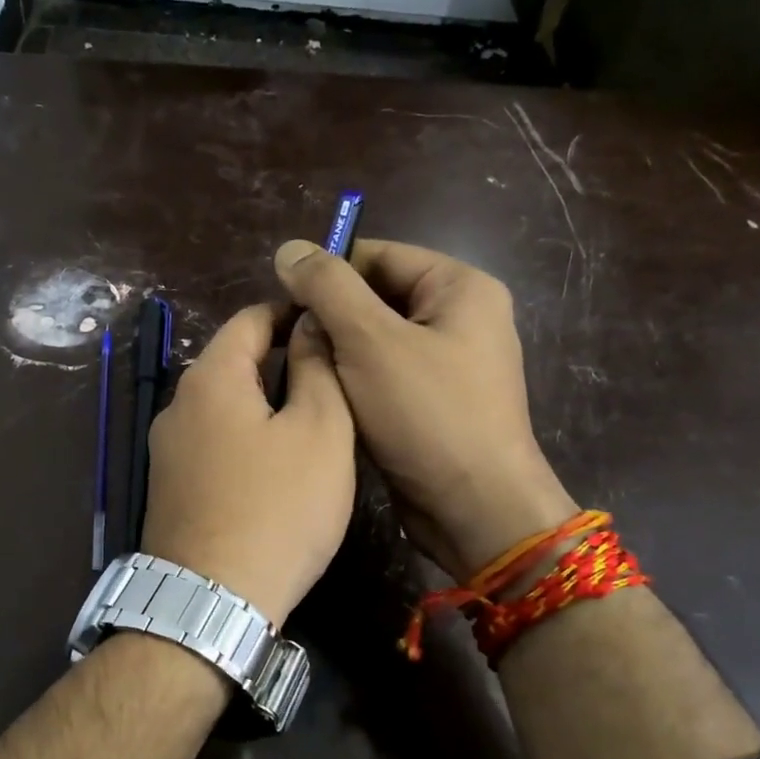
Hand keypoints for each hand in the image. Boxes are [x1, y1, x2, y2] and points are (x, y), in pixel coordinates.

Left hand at [141, 303, 354, 627]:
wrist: (212, 601)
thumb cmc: (279, 508)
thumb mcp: (320, 431)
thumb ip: (317, 368)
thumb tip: (311, 325)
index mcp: (210, 378)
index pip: (250, 319)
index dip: (293, 313)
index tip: (332, 325)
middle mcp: (177, 405)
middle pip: (233, 363)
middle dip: (281, 360)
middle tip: (333, 379)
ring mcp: (167, 450)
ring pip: (224, 406)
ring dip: (264, 403)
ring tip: (312, 421)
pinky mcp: (170, 488)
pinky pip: (213, 443)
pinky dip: (245, 438)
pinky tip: (275, 465)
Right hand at [274, 238, 576, 581]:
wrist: (474, 510)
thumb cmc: (427, 416)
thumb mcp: (370, 341)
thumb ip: (328, 288)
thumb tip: (289, 249)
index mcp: (460, 288)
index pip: (379, 255)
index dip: (328, 272)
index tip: (285, 302)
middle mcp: (461, 319)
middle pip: (377, 298)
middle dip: (332, 319)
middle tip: (290, 344)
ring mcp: (450, 365)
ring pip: (376, 342)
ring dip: (339, 355)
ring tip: (302, 373)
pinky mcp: (435, 405)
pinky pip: (385, 377)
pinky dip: (355, 384)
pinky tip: (327, 400)